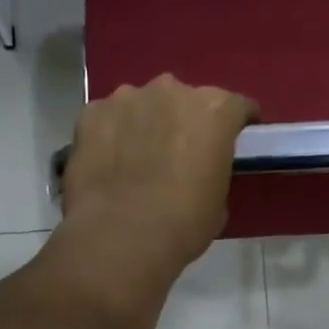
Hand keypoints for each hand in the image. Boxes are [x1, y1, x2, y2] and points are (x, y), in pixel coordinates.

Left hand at [55, 74, 257, 295]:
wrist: (120, 237)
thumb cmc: (183, 223)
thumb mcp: (218, 200)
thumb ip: (212, 169)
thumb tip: (199, 169)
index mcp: (213, 110)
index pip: (236, 107)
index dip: (237, 124)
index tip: (233, 140)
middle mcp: (172, 91)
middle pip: (185, 101)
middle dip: (184, 122)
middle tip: (179, 154)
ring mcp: (127, 98)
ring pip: (143, 106)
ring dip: (145, 124)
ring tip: (137, 160)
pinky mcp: (92, 113)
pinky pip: (109, 119)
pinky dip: (111, 135)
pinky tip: (108, 163)